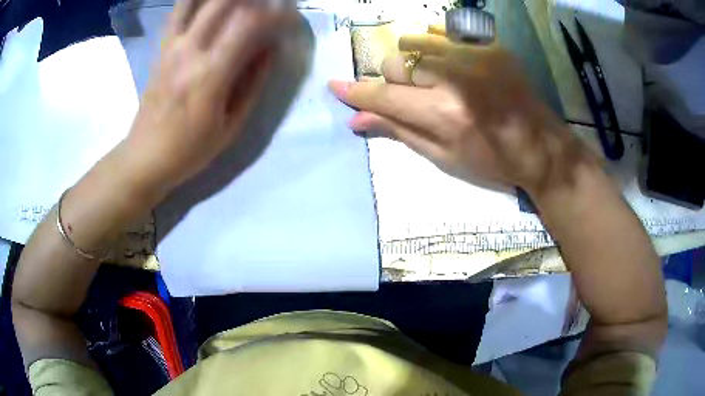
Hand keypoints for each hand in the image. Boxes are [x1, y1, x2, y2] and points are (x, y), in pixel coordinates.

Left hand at [125, 0, 293, 192]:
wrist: (145, 157)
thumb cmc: (189, 150)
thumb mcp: (229, 127)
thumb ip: (252, 84)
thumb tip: (270, 49)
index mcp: (210, 76)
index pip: (249, 24)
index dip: (275, 13)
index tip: (290, 14)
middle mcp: (189, 52)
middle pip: (223, 2)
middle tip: (267, 4)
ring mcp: (171, 47)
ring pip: (197, 2)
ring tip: (241, 2)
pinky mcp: (161, 48)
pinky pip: (177, 12)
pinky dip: (194, 1)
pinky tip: (209, 5)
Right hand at [329, 32, 592, 194]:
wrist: (540, 145)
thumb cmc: (494, 161)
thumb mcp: (445, 158)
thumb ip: (400, 132)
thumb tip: (357, 120)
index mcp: (443, 113)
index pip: (385, 96)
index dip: (357, 92)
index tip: (335, 86)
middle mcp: (454, 77)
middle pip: (396, 63)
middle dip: (391, 80)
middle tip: (408, 96)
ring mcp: (473, 55)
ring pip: (414, 43)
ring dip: (410, 62)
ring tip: (430, 79)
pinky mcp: (487, 46)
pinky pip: (442, 32)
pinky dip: (432, 44)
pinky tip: (443, 60)